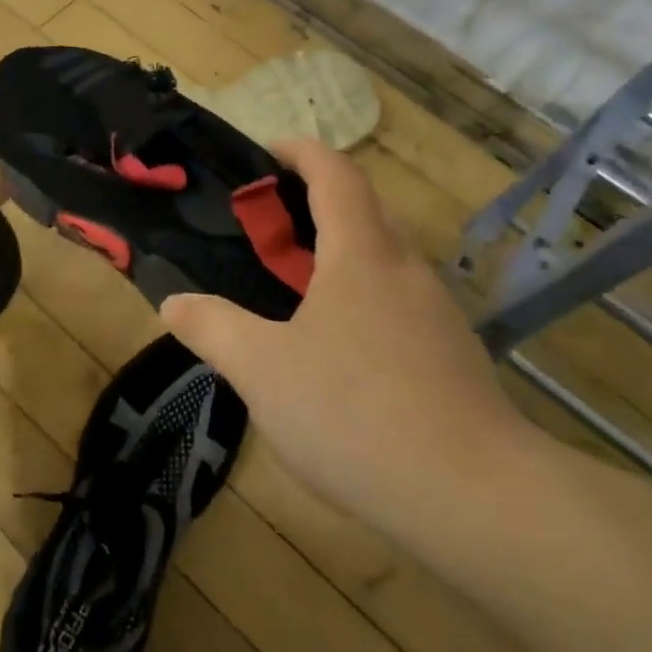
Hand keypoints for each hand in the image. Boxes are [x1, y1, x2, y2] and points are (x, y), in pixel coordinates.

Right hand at [161, 140, 538, 534]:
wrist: (478, 500)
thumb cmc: (356, 413)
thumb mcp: (262, 370)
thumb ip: (212, 328)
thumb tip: (173, 303)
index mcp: (361, 254)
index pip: (335, 174)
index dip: (301, 151)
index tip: (269, 151)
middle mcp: (406, 270)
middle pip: (367, 209)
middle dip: (320, 200)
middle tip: (272, 227)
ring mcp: (439, 314)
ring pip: (388, 258)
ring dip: (345, 252)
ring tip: (299, 287)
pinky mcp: (456, 357)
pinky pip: (403, 302)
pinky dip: (367, 297)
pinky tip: (343, 349)